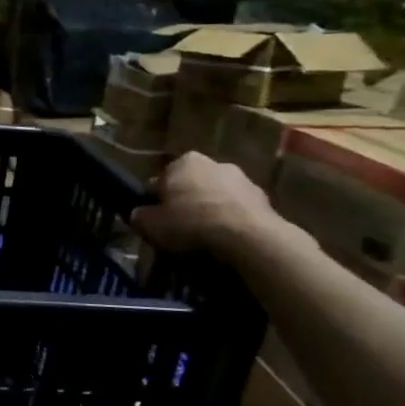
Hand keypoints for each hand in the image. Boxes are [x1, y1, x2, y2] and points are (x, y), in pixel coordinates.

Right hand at [130, 152, 284, 259]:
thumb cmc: (191, 223)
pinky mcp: (265, 200)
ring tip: (203, 240)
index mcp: (183, 162)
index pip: (159, 181)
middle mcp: (214, 163)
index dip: (154, 202)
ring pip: (215, 198)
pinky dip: (230, 223)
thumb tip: (139, 214)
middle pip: (190, 186)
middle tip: (178, 229)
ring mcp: (243, 180)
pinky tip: (225, 242)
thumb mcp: (149, 224)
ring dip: (209, 212)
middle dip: (185, 203)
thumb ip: (139, 216)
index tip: (154, 220)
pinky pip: (237, 212)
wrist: (248, 238)